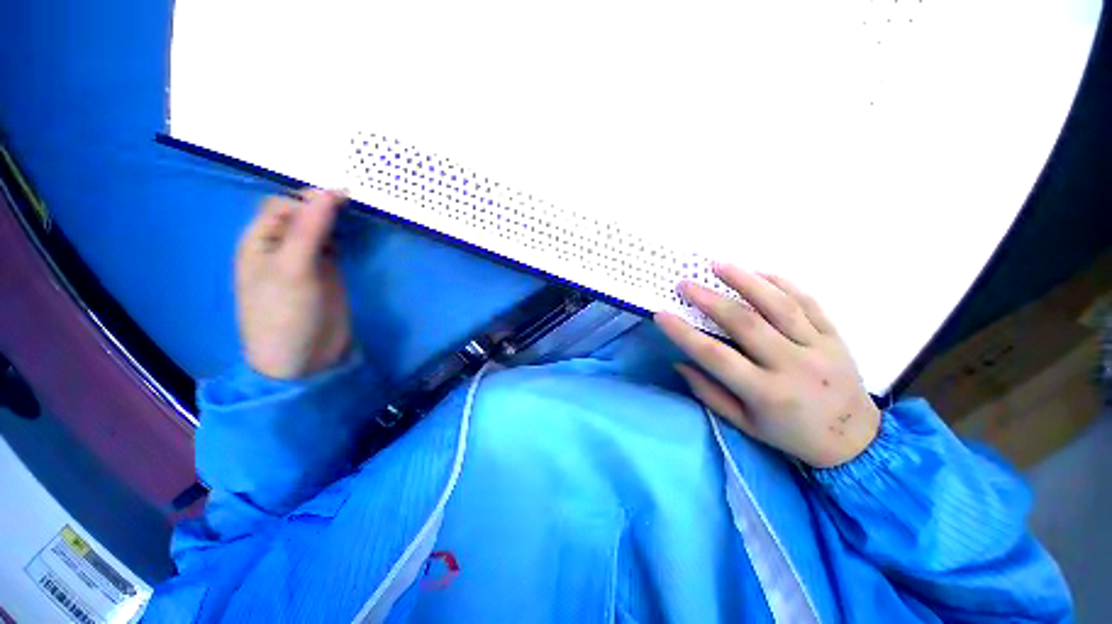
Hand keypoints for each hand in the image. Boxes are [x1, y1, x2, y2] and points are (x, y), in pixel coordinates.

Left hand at [235, 189, 351, 379]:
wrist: (305, 358)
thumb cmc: (286, 314)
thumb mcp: (294, 268)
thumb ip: (309, 229)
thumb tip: (330, 190)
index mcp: (261, 240)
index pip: (285, 204)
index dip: (312, 197)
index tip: (346, 199)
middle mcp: (281, 244)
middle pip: (303, 212)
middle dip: (326, 204)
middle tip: (358, 202)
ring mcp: (305, 258)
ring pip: (320, 227)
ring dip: (337, 218)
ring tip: (362, 210)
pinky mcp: (326, 270)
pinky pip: (334, 243)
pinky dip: (346, 235)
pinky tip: (359, 231)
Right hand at [656, 265, 879, 467]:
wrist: (856, 440)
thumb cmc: (791, 434)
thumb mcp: (745, 424)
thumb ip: (709, 393)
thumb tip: (679, 362)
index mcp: (765, 393)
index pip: (715, 356)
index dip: (684, 333)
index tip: (662, 315)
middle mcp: (791, 365)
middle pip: (745, 323)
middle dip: (710, 299)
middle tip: (685, 283)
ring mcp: (817, 347)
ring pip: (778, 305)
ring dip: (745, 280)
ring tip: (718, 265)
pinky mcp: (834, 336)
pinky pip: (807, 302)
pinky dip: (782, 284)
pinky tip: (759, 272)